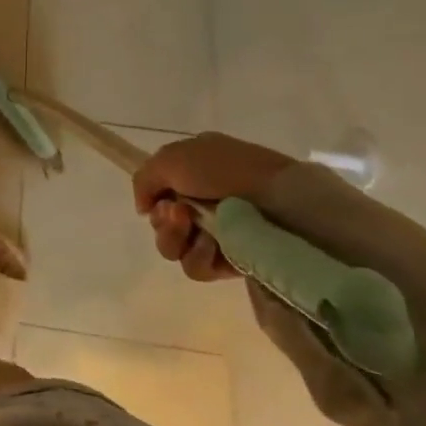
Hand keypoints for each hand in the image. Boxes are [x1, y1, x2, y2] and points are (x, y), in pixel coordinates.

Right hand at [131, 132, 292, 281]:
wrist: (281, 199)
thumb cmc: (225, 170)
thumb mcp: (171, 158)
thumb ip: (144, 180)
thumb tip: (144, 209)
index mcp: (192, 172)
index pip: (158, 194)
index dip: (153, 200)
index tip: (159, 201)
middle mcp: (203, 202)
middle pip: (161, 224)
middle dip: (164, 223)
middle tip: (179, 214)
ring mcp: (219, 233)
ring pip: (175, 248)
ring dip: (178, 239)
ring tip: (199, 231)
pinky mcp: (233, 261)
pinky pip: (198, 267)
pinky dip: (200, 257)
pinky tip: (215, 246)